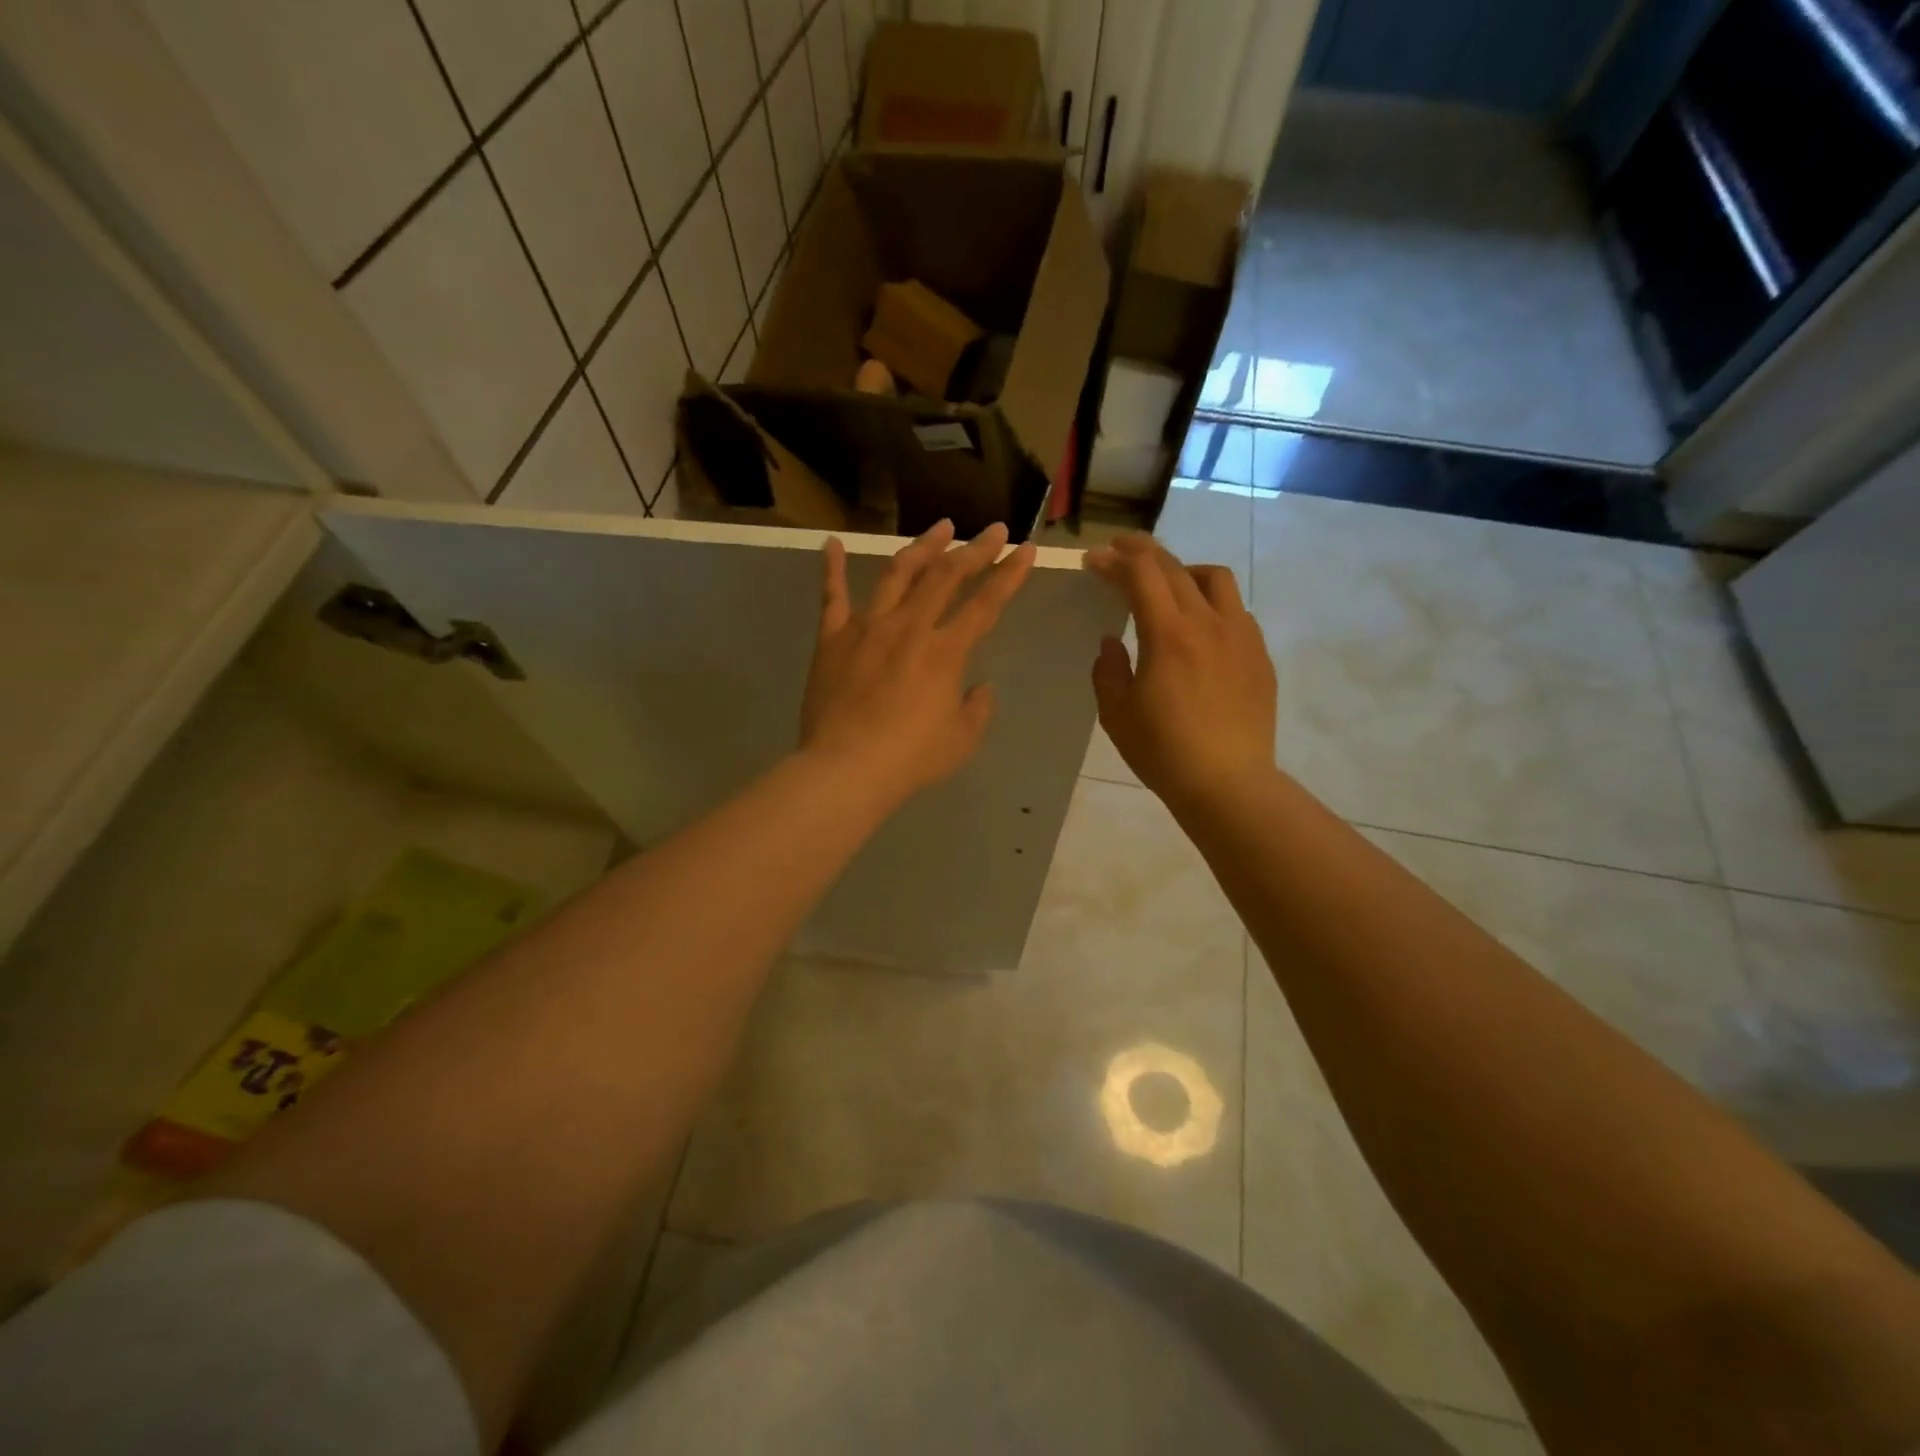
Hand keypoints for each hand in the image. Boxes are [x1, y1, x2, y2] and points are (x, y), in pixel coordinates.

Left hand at [800, 519, 1035, 807]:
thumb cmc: (910, 759)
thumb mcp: (961, 740)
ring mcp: (867, 627)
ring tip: (940, 527)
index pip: (986, 604)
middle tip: (993, 529)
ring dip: (922, 547)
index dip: (1010, 575)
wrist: (846, 768)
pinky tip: (833, 544)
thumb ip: (977, 708)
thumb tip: (980, 687)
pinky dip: (833, 568)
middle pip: (946, 576)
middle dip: (974, 549)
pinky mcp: (833, 638)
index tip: (1026, 549)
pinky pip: (832, 596)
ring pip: (898, 573)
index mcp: (945, 651)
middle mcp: (910, 627)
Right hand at [1085, 533, 1277, 812]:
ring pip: (1214, 578)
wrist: (1228, 783)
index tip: (1093, 560)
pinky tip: (1199, 627)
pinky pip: (1235, 610)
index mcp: (1169, 634)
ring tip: (1166, 585)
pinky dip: (1210, 602)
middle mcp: (1208, 623)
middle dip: (1142, 552)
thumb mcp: (1116, 713)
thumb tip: (1113, 641)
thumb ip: (1108, 670)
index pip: (1141, 575)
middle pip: (1175, 568)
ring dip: (1183, 570)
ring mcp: (1241, 636)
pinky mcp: (1259, 656)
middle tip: (1119, 551)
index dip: (1114, 561)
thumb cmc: (1163, 751)